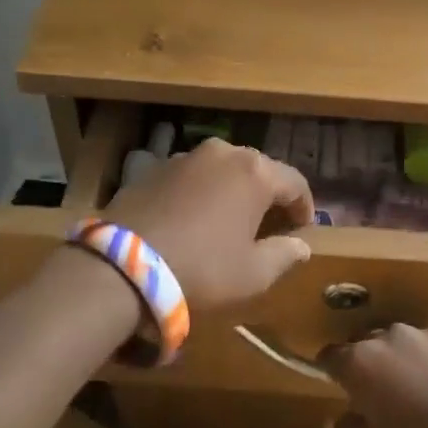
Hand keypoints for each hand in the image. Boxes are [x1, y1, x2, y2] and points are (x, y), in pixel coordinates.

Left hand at [101, 138, 314, 312]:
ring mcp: (184, 157)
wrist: (122, 267)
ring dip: (232, 191)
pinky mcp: (152, 169)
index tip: (304, 228)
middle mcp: (222, 152)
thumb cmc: (202, 269)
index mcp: (255, 172)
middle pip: (258, 170)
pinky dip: (201, 194)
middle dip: (268, 195)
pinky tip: (194, 219)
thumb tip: (301, 246)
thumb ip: (284, 255)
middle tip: (271, 224)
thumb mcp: (253, 274)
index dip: (304, 206)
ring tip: (230, 220)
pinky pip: (191, 178)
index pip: (294, 182)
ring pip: (221, 171)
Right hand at [321, 325, 427, 427]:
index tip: (339, 386)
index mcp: (361, 363)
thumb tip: (340, 420)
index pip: (331, 356)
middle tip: (382, 395)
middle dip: (371, 364)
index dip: (331, 370)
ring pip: (410, 344)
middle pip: (370, 344)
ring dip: (409, 363)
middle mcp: (393, 338)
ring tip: (425, 394)